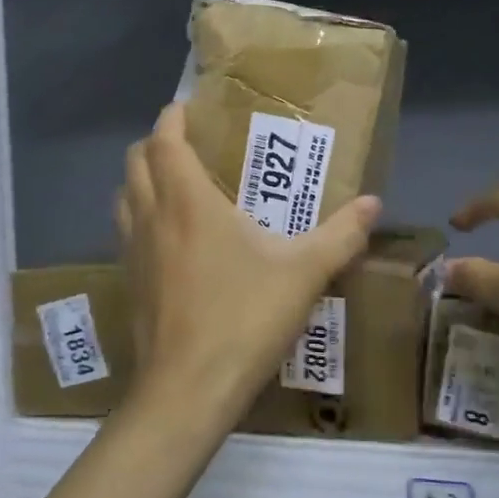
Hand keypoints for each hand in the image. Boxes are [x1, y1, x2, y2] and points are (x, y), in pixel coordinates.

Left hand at [115, 103, 380, 440]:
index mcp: (187, 202)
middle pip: (134, 162)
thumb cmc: (244, 319)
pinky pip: (127, 233)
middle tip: (188, 146)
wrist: (188, 390)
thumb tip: (374, 204)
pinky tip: (173, 243)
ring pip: (124, 198)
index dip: (172, 117)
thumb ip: (341, 235)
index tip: (188, 107)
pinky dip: (141, 219)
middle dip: (155, 145)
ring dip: (142, 181)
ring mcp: (133, 252)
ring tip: (176, 187)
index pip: (164, 141)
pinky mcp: (128, 284)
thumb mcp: (303, 274)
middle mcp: (152, 218)